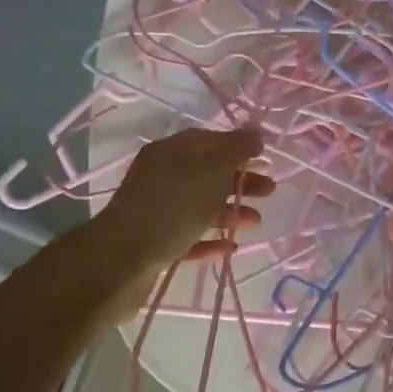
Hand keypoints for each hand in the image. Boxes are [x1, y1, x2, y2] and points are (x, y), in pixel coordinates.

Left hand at [93, 125, 274, 271]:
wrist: (123, 260)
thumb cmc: (174, 205)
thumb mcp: (213, 168)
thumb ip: (237, 148)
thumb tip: (255, 131)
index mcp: (171, 151)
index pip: (209, 140)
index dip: (239, 146)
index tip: (265, 157)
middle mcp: (161, 176)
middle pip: (208, 173)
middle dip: (241, 180)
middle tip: (269, 190)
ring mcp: (157, 210)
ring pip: (201, 205)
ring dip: (231, 211)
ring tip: (256, 221)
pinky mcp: (156, 243)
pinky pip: (190, 236)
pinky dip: (212, 239)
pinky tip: (231, 246)